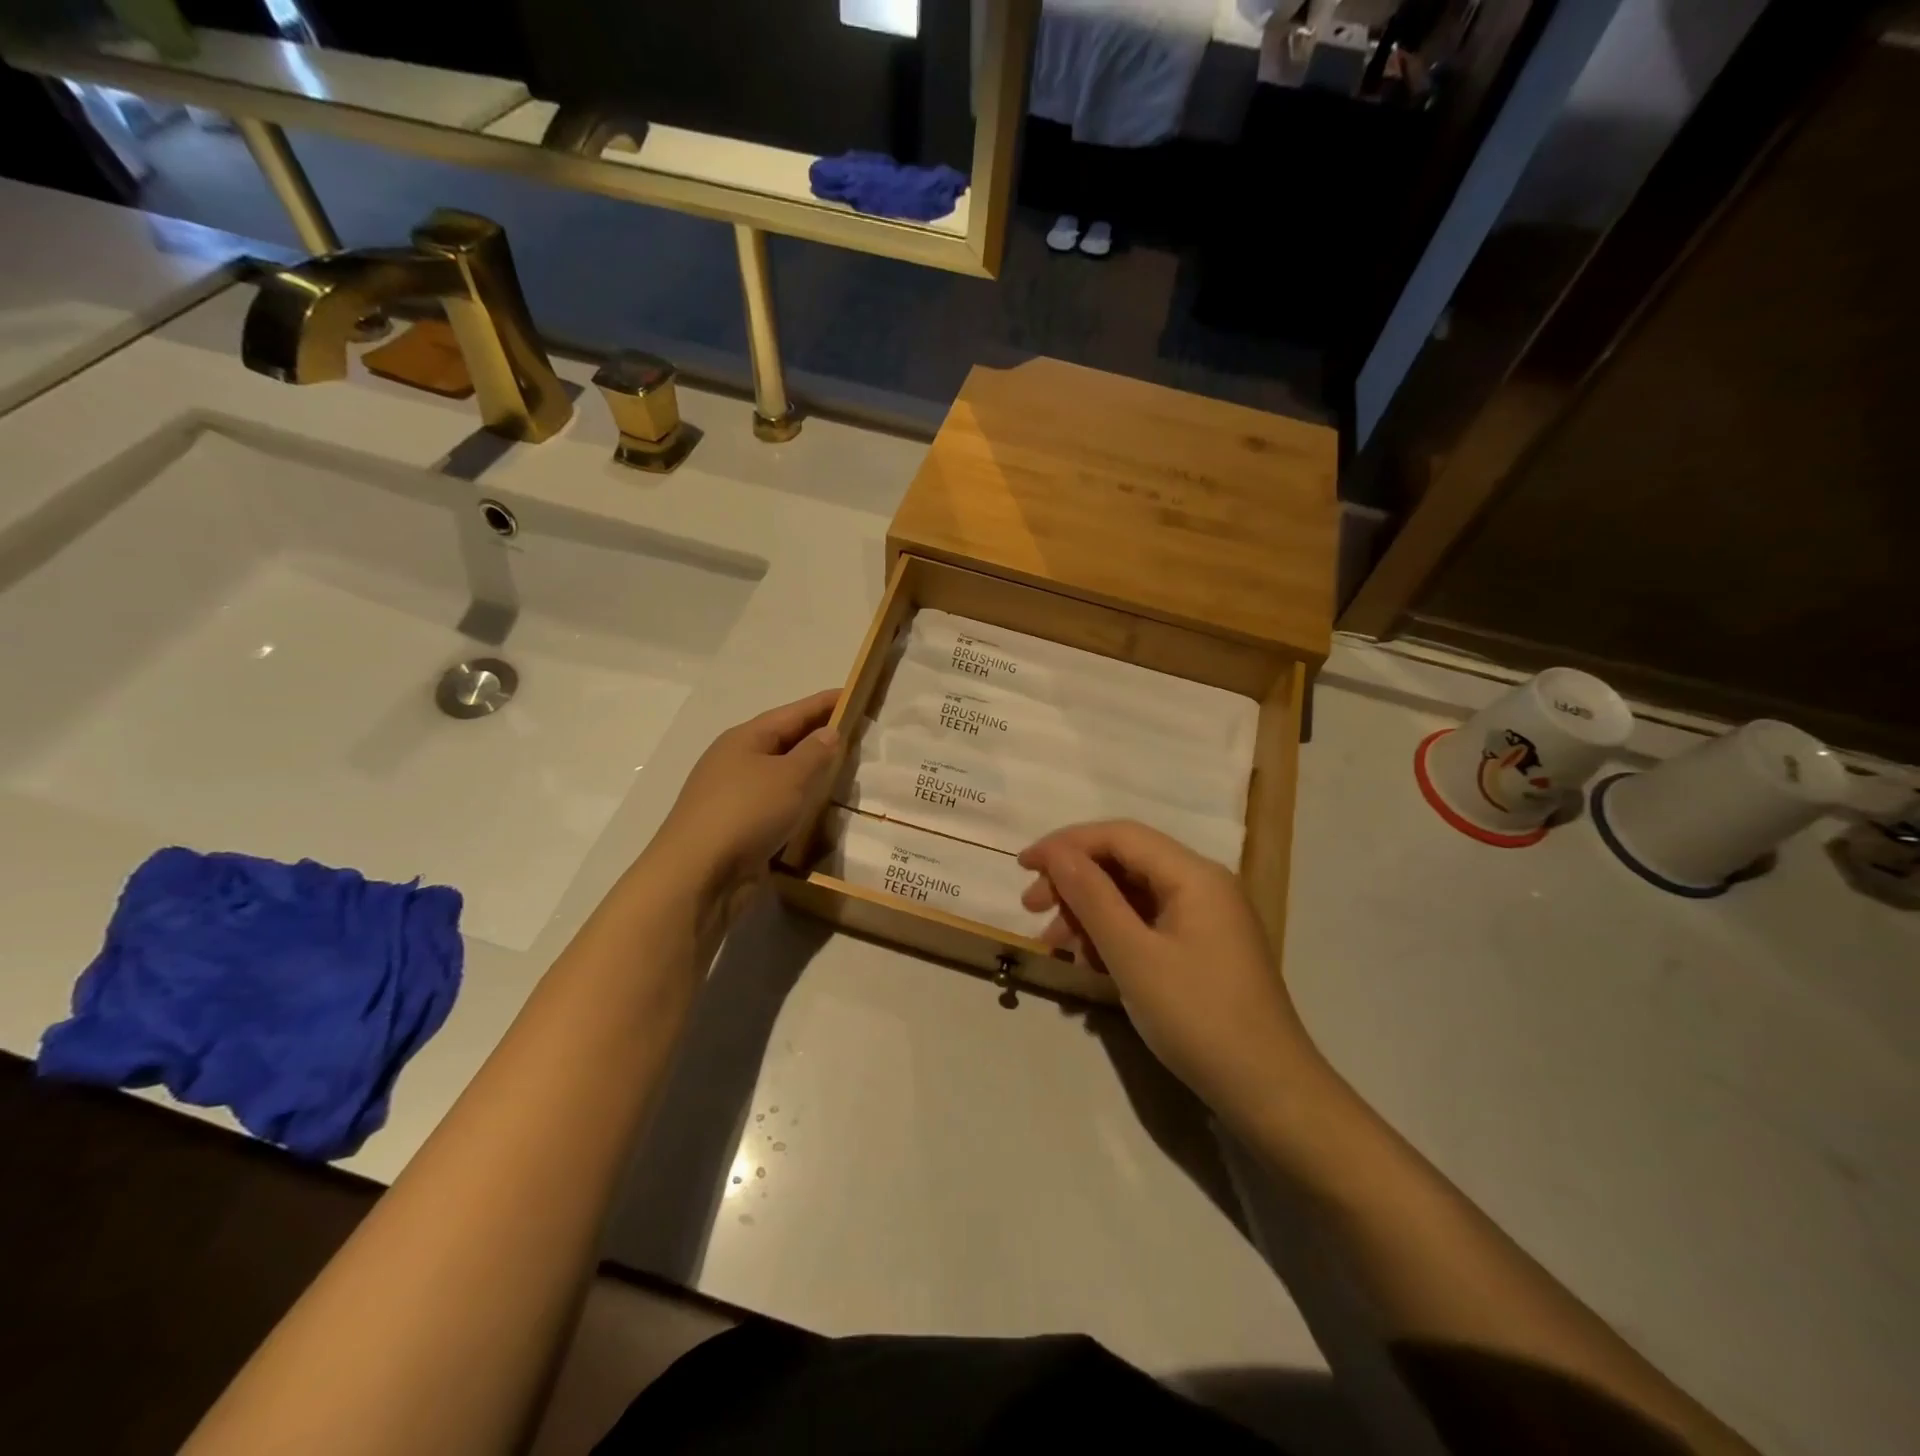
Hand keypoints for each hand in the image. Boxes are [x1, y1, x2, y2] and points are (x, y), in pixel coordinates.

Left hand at [653, 690, 840, 905]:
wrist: (698, 875)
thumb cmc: (746, 812)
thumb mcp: (789, 776)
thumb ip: (815, 752)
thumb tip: (829, 732)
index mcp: (745, 739)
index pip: (793, 713)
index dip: (824, 704)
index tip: (854, 693)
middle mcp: (736, 762)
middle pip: (784, 742)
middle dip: (818, 737)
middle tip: (857, 734)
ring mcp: (734, 796)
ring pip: (780, 776)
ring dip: (809, 773)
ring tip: (844, 771)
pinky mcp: (738, 828)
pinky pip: (776, 806)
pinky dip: (798, 803)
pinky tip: (818, 810)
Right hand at [1019, 821, 1322, 1127]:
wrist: (1269, 1093)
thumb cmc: (1198, 1018)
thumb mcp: (1134, 956)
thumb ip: (1091, 897)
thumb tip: (1056, 854)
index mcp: (1194, 875)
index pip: (1120, 836)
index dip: (1066, 844)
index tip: (1022, 866)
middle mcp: (1203, 885)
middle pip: (1126, 862)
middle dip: (1074, 881)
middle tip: (1032, 909)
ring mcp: (1206, 918)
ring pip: (1133, 895)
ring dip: (1089, 913)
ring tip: (1056, 947)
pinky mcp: (1203, 948)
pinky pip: (1148, 924)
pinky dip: (1113, 936)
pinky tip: (1089, 964)